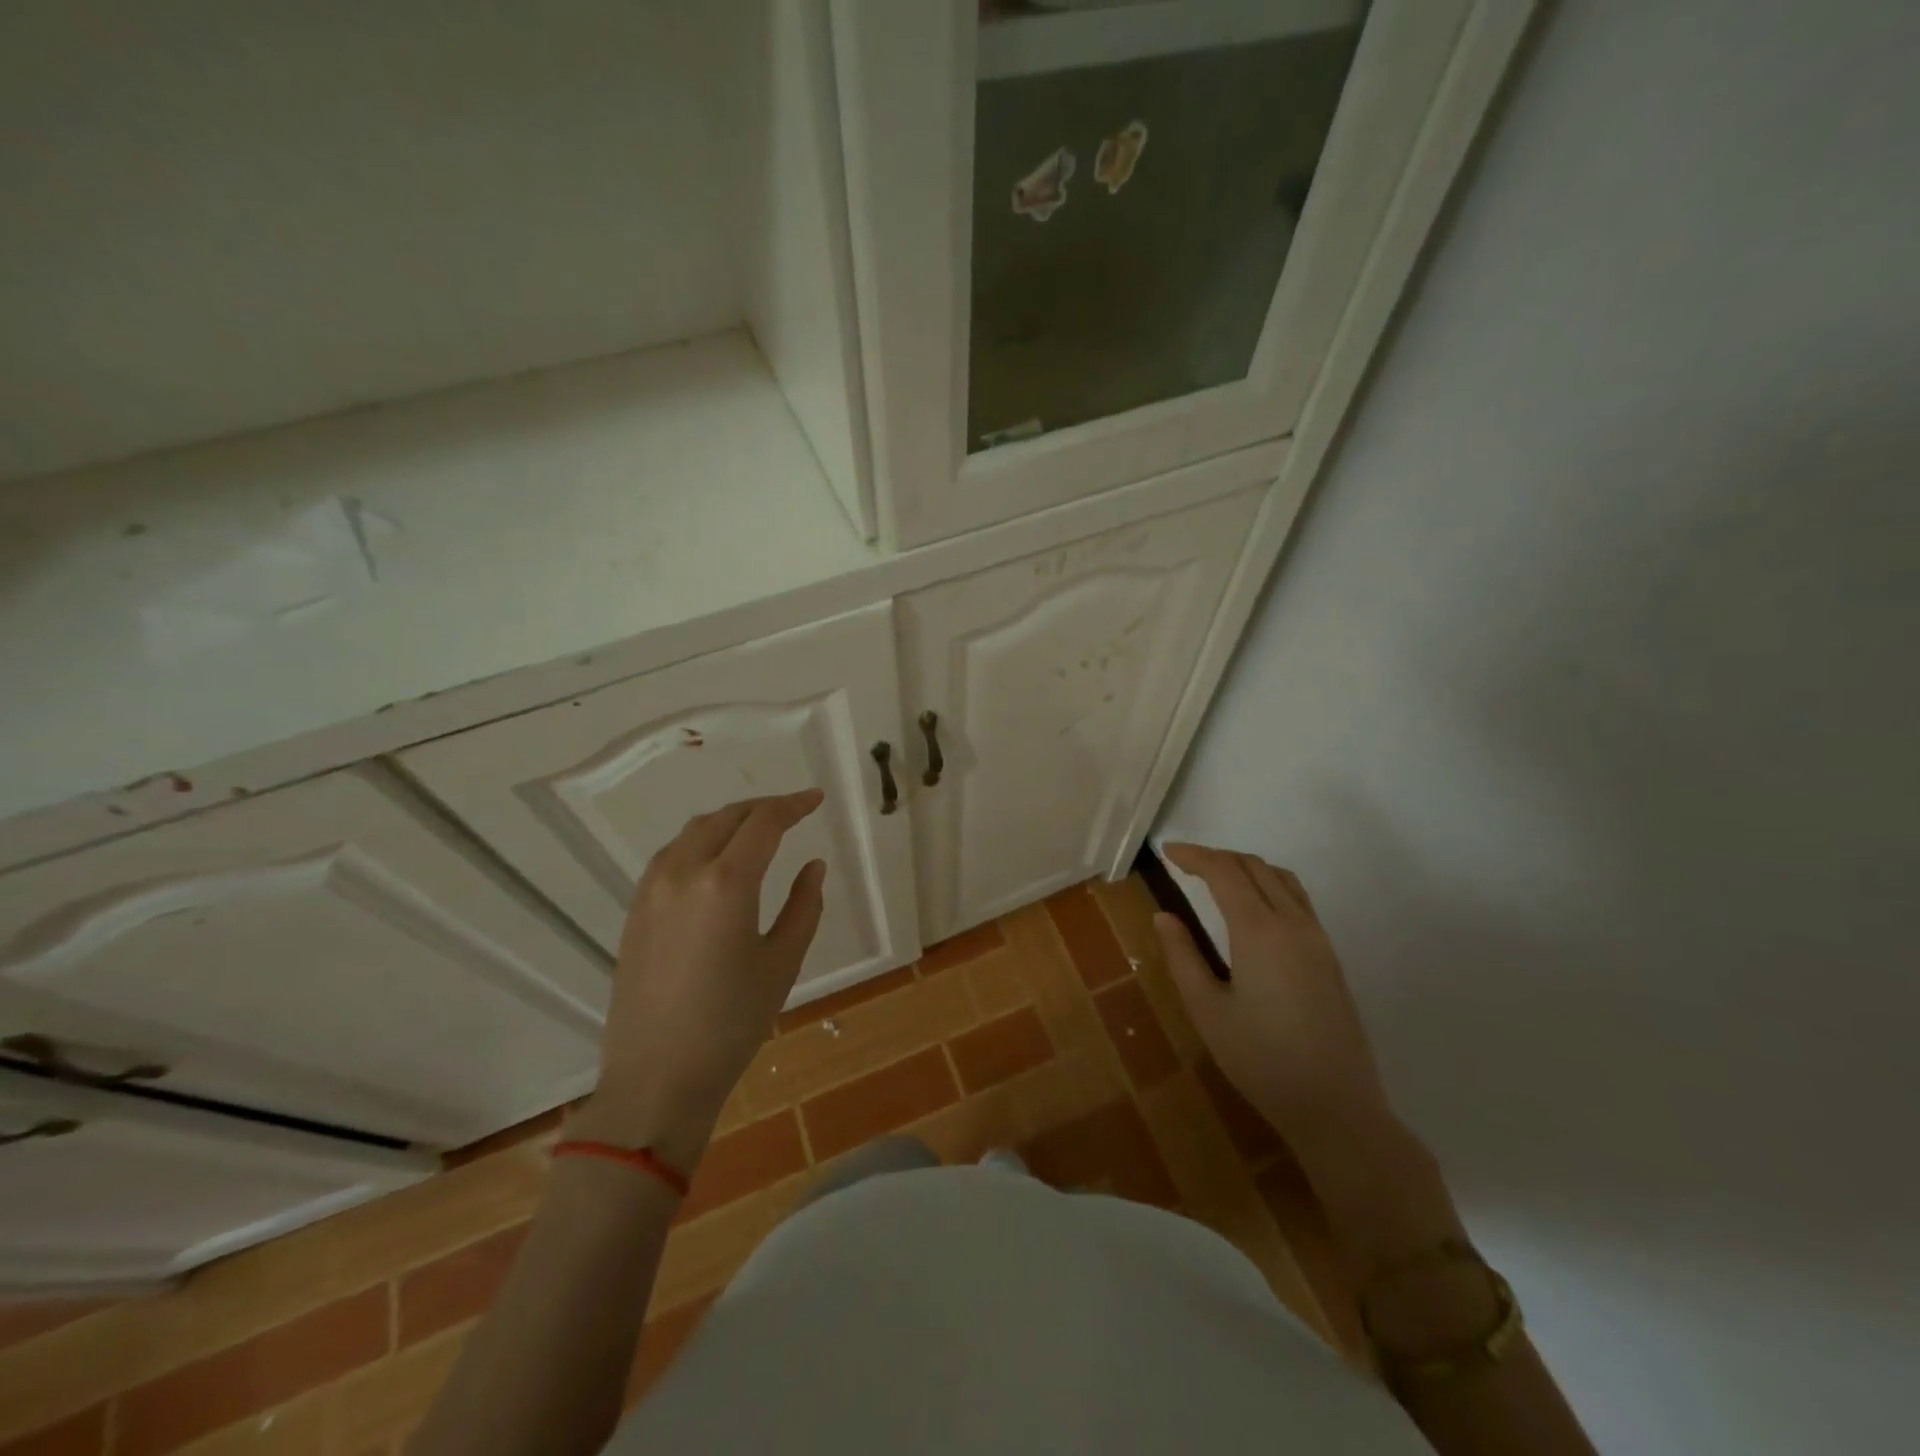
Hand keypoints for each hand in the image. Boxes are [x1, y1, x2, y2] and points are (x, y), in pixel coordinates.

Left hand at [571, 791, 826, 1167]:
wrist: (657, 1078)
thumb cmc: (732, 1023)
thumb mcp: (782, 962)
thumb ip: (804, 905)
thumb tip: (812, 865)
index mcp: (726, 883)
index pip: (763, 823)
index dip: (793, 805)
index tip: (816, 799)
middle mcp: (683, 873)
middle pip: (725, 818)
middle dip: (762, 808)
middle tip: (793, 811)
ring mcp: (652, 890)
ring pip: (694, 832)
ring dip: (729, 821)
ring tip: (758, 830)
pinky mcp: (636, 910)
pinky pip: (672, 856)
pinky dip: (701, 842)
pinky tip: (718, 860)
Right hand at [1153, 843, 1391, 1146]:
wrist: (1336, 1106)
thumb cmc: (1261, 1060)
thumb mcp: (1207, 1010)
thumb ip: (1182, 956)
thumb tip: (1164, 916)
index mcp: (1259, 931)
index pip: (1224, 871)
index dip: (1194, 855)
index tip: (1167, 852)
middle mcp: (1293, 923)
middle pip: (1255, 866)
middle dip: (1217, 857)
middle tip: (1185, 864)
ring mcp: (1318, 939)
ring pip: (1281, 878)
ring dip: (1246, 867)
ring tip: (1216, 878)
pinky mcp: (1330, 956)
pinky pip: (1298, 899)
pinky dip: (1269, 884)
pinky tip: (1253, 907)